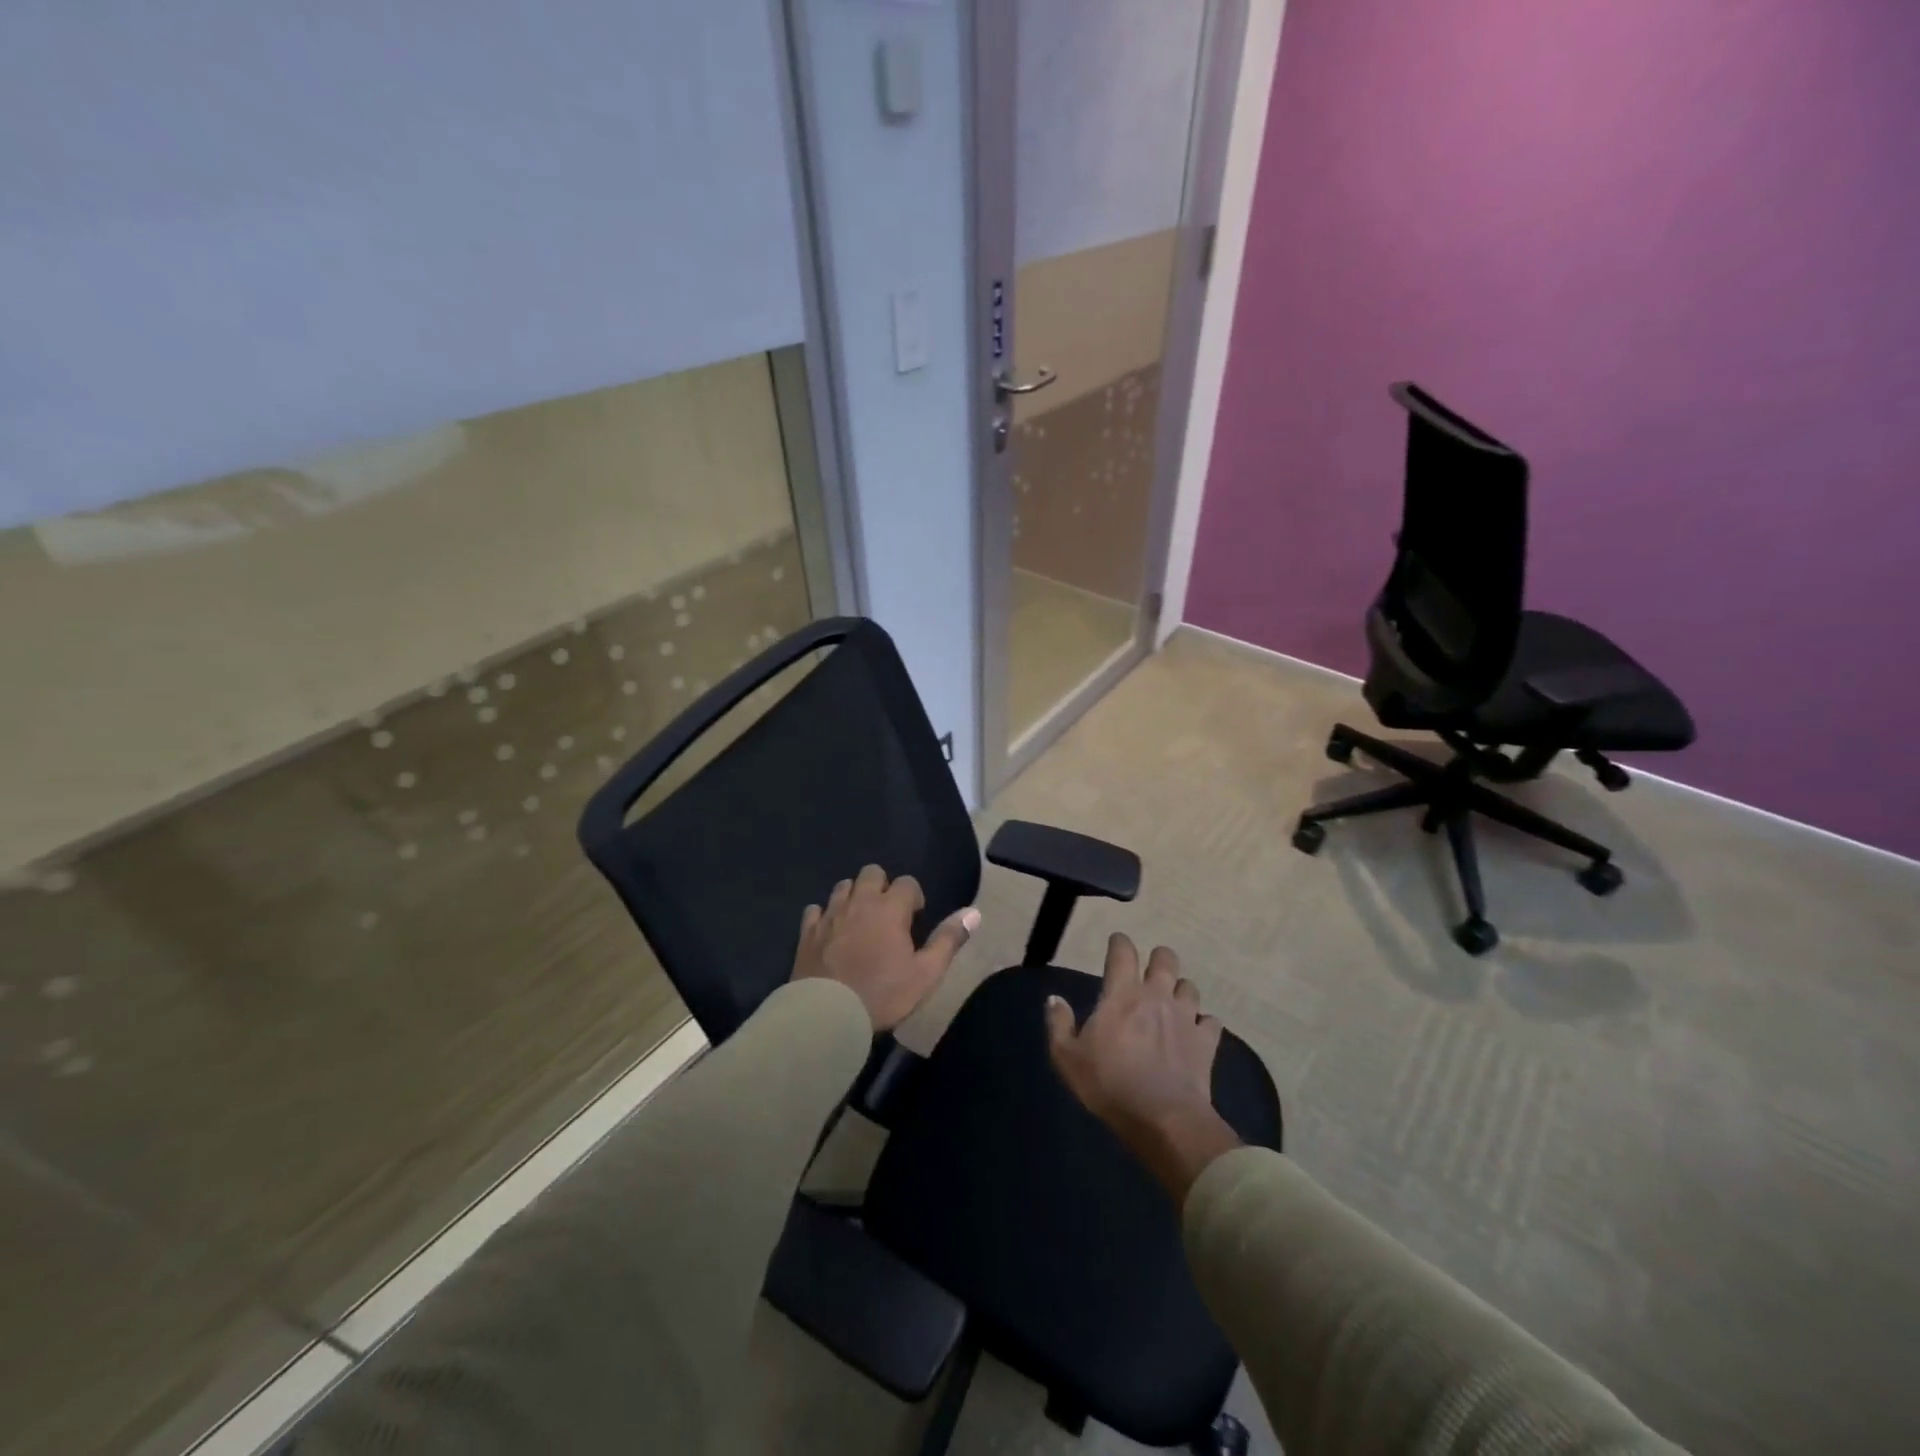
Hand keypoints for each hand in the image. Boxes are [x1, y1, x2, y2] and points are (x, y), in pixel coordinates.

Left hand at [791, 864, 979, 1031]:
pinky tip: (830, 930)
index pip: (907, 882)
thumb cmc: (882, 994)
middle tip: (888, 913)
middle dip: (882, 885)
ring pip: (843, 886)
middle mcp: (860, 902)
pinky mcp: (807, 931)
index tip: (915, 917)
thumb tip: (974, 912)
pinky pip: (815, 909)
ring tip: (860, 919)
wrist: (827, 1014)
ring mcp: (830, 914)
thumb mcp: (926, 973)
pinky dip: (825, 914)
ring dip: (854, 895)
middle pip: (871, 873)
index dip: (914, 896)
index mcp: (890, 908)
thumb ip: (949, 940)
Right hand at [1046, 933, 1241, 1202]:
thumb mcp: (1067, 1057)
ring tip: (1172, 1001)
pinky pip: (1211, 1021)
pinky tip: (1196, 1032)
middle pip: (1165, 958)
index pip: (1123, 952)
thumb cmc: (1109, 1083)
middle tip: (1149, 970)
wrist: (1162, 1118)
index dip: (1120, 942)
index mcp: (1122, 993)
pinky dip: (1204, 1022)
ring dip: (1180, 989)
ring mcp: (1186, 1016)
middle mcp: (1157, 995)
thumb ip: (1059, 1024)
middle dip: (1158, 958)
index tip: (1117, 942)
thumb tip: (1054, 999)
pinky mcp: (1207, 1042)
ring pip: (1189, 986)